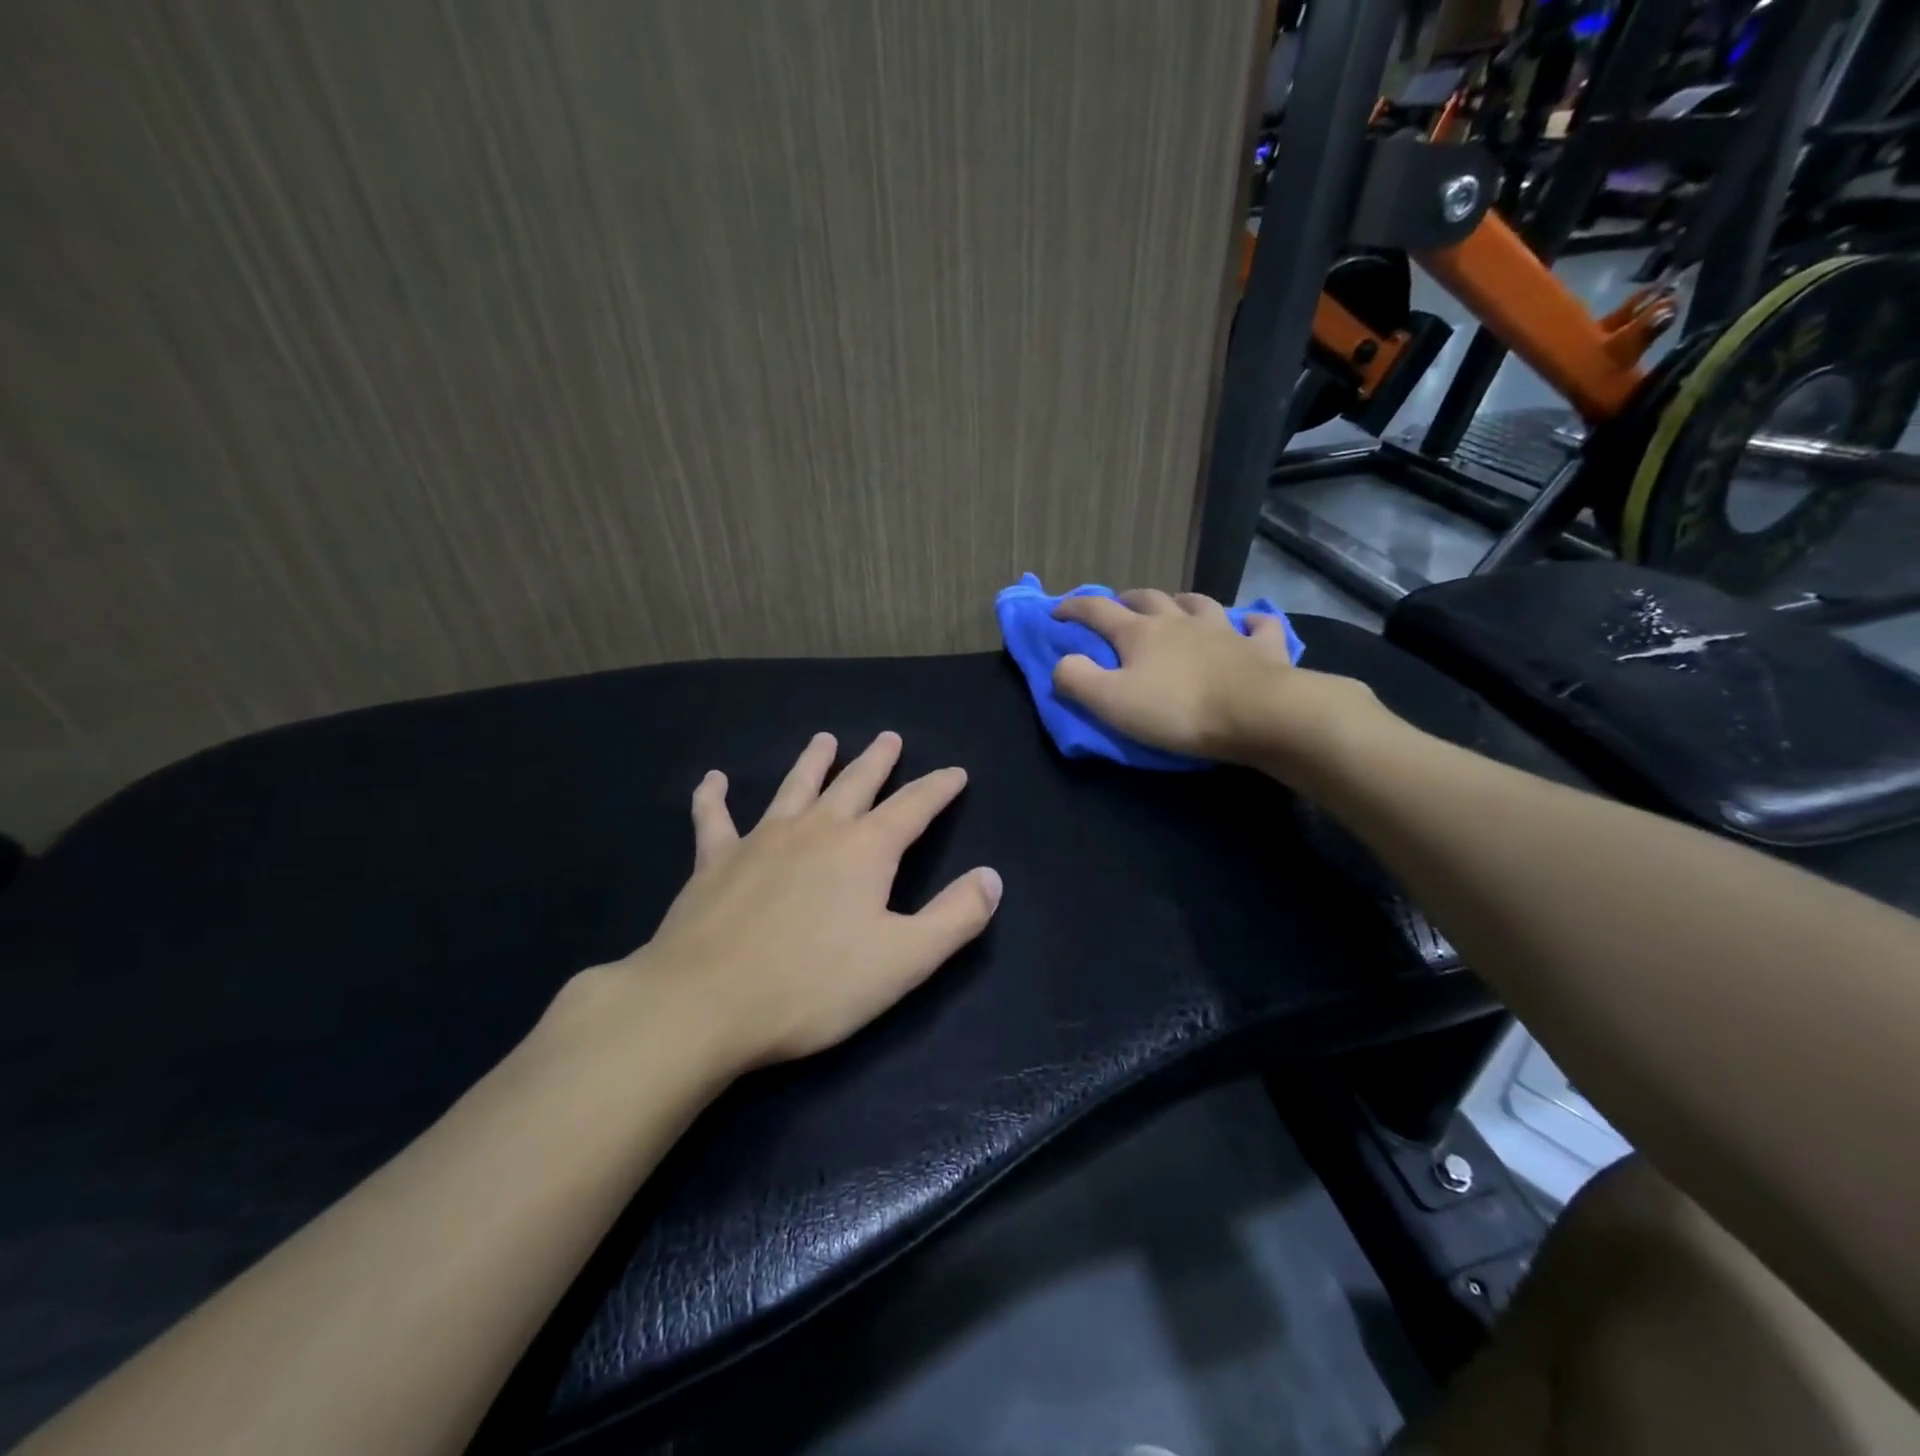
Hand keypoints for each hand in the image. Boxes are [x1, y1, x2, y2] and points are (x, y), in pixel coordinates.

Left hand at [605, 731, 1001, 1070]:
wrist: (706, 1003)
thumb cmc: (814, 985)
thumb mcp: (904, 960)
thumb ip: (956, 917)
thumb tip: (992, 877)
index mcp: (865, 850)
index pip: (914, 807)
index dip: (938, 788)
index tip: (955, 772)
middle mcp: (817, 830)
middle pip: (855, 783)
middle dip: (877, 761)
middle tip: (890, 738)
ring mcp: (761, 840)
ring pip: (794, 787)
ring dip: (813, 762)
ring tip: (825, 739)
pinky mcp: (714, 861)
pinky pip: (714, 818)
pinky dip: (713, 797)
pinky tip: (713, 780)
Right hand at [1051, 589, 1381, 772]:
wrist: (1257, 714)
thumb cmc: (1177, 709)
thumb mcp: (1111, 701)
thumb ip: (1076, 679)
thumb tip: (1061, 663)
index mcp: (1140, 633)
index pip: (1097, 610)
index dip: (1073, 607)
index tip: (1056, 611)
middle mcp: (1180, 622)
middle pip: (1149, 599)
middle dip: (1127, 599)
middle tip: (1118, 606)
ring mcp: (1224, 631)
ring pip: (1199, 603)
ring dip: (1182, 601)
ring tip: (1176, 606)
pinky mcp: (1262, 648)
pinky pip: (1258, 625)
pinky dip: (1250, 621)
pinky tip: (1249, 623)